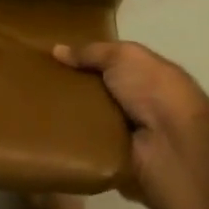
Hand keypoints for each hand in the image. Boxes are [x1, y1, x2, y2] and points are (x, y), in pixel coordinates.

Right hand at [53, 40, 208, 207]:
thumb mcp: (122, 56)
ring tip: (36, 108)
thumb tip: (57, 49)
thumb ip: (91, 51)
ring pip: (91, 120)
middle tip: (38, 84)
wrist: (171, 144)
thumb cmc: (152, 89)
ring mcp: (128, 133)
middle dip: (73, 89)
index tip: (54, 59)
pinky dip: (73, 142)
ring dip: (70, 117)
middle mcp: (139, 102)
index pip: (111, 64)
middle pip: (98, 92)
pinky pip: (88, 147)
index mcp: (147, 74)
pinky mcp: (117, 159)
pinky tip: (47, 134)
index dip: (86, 60)